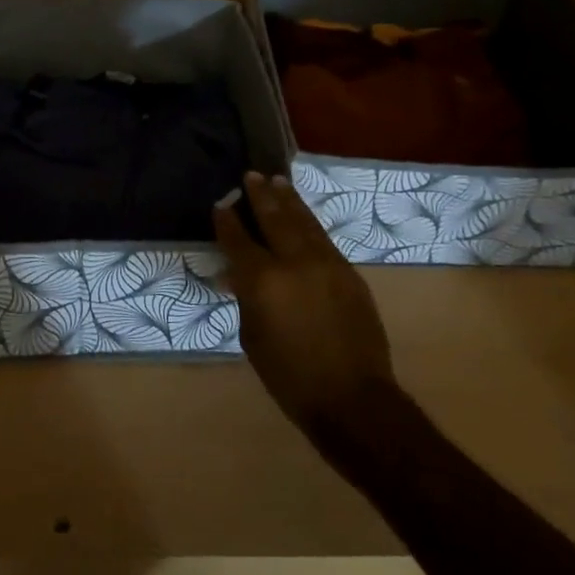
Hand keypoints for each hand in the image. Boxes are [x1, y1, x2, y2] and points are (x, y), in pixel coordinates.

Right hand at [213, 170, 396, 433]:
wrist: (353, 398)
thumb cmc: (290, 377)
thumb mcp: (253, 338)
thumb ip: (247, 298)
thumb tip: (242, 276)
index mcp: (263, 281)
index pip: (239, 241)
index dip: (227, 221)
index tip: (221, 204)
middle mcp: (294, 262)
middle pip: (274, 218)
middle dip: (260, 195)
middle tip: (251, 176)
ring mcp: (326, 263)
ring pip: (303, 221)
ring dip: (288, 200)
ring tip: (277, 181)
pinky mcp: (348, 272)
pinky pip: (322, 238)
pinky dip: (308, 221)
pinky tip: (302, 215)